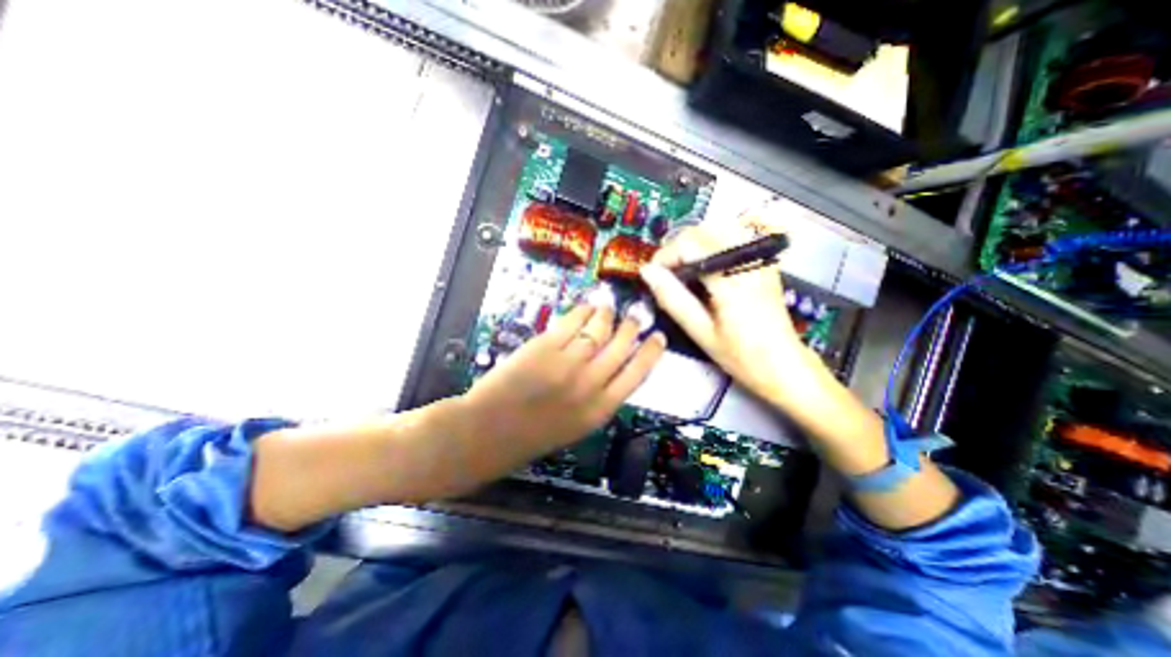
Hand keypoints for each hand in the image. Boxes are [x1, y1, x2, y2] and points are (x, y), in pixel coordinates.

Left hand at [464, 302, 668, 456]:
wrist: (489, 433)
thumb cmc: (533, 435)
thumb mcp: (577, 425)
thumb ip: (598, 398)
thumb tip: (613, 368)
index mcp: (600, 409)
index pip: (638, 374)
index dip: (651, 352)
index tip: (659, 337)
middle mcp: (590, 384)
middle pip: (621, 346)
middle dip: (632, 326)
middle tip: (637, 314)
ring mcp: (567, 363)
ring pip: (598, 329)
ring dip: (607, 314)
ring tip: (610, 305)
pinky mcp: (545, 347)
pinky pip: (572, 322)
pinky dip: (583, 310)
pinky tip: (587, 306)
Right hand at [638, 222, 821, 413]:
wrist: (783, 365)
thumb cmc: (740, 356)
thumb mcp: (700, 332)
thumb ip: (672, 299)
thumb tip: (647, 273)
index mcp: (732, 280)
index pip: (690, 245)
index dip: (665, 255)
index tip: (653, 275)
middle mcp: (749, 260)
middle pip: (702, 231)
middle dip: (677, 248)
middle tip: (666, 275)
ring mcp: (760, 258)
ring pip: (718, 228)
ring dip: (694, 244)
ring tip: (684, 270)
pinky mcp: (765, 261)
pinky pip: (734, 236)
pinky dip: (712, 243)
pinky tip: (707, 265)